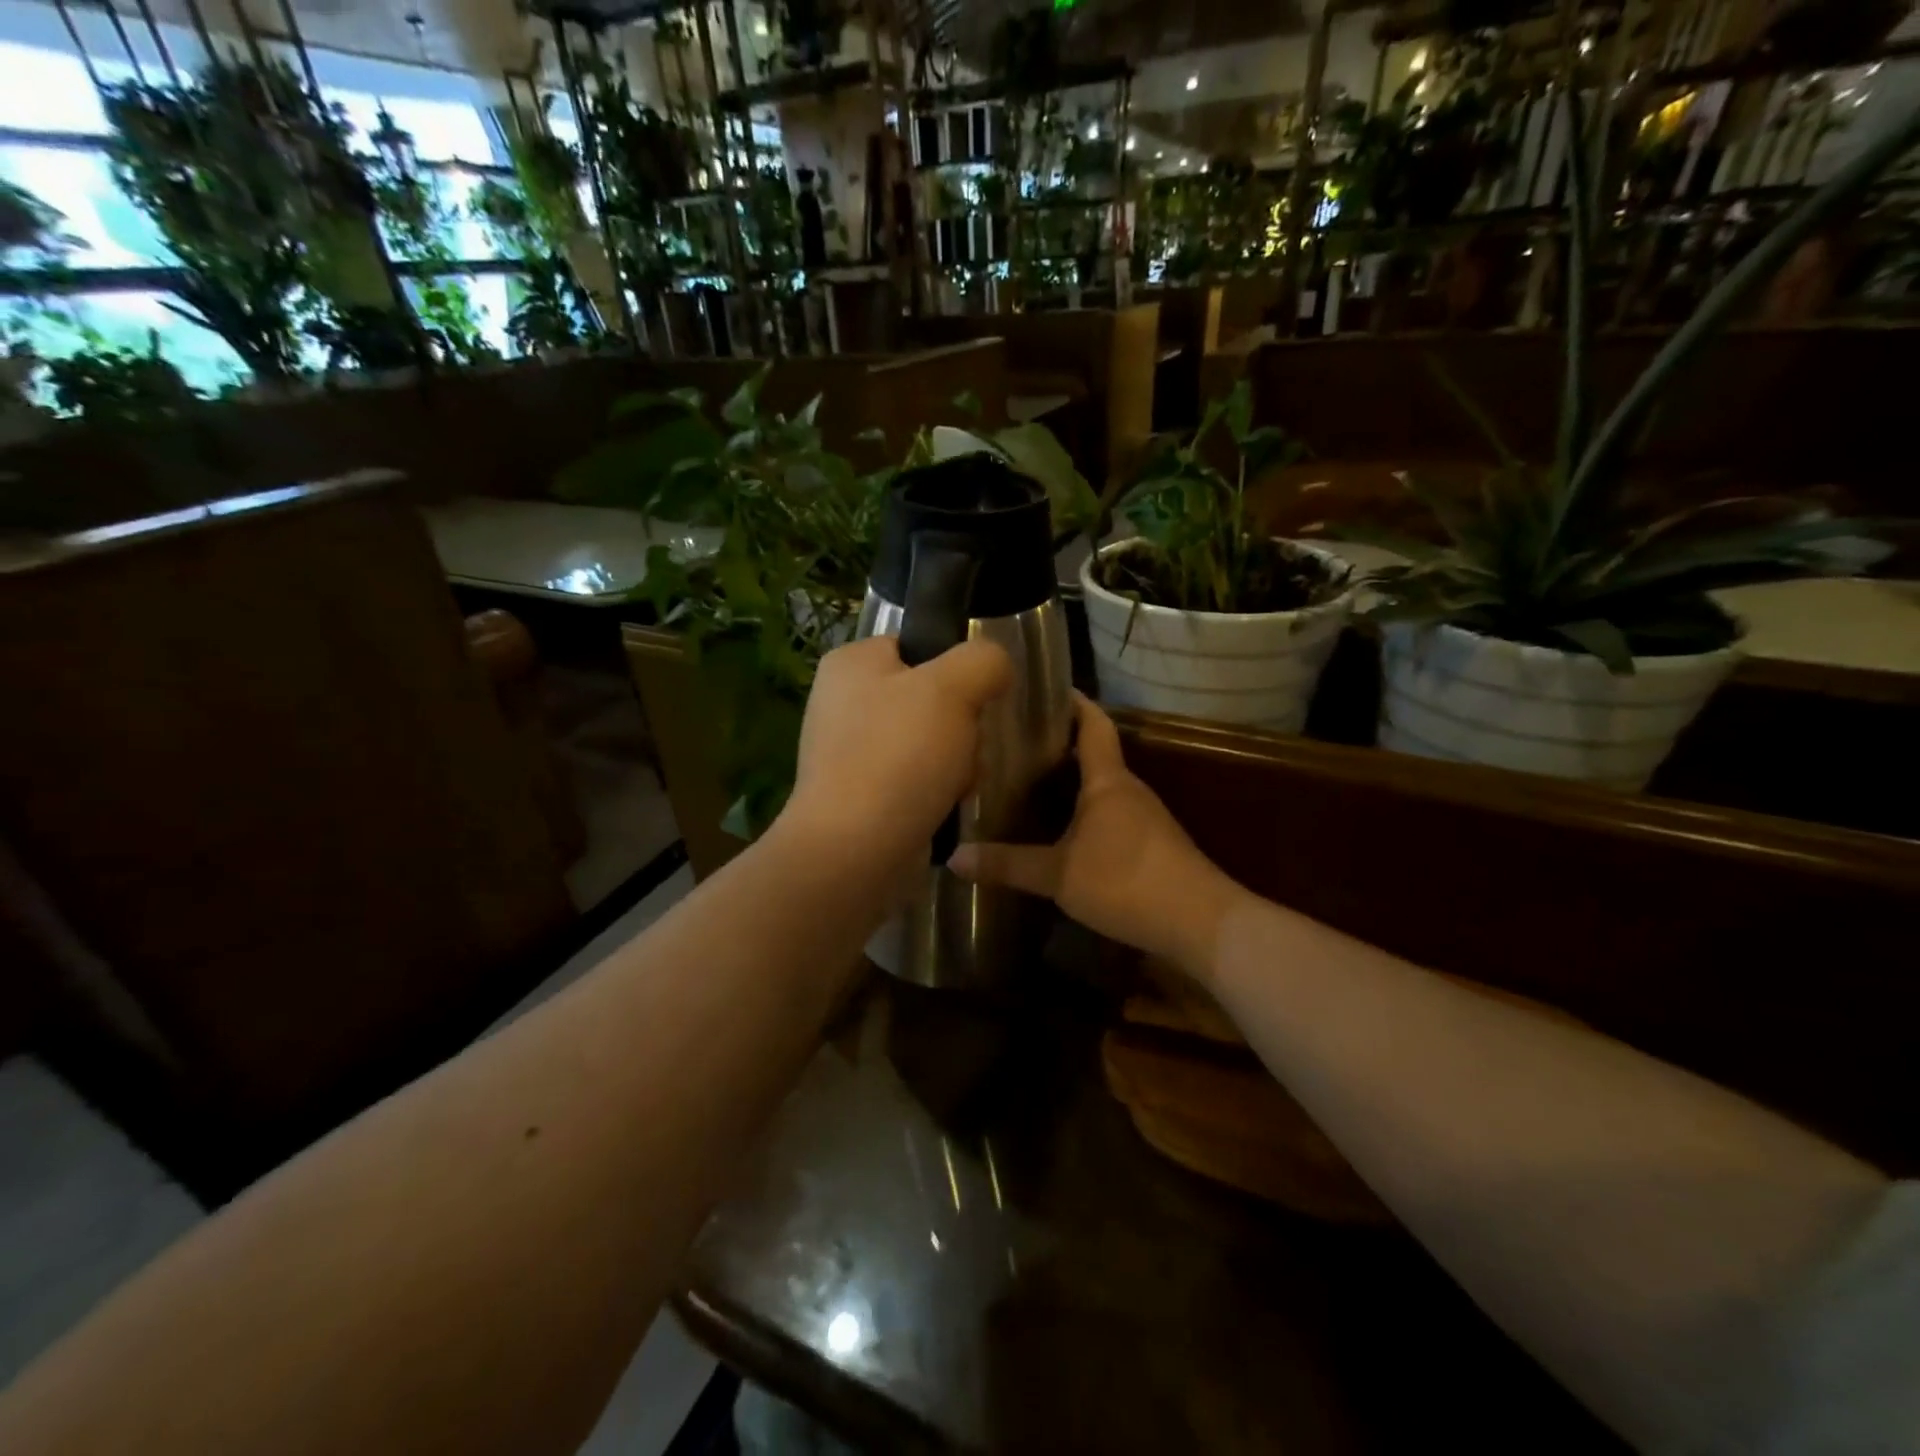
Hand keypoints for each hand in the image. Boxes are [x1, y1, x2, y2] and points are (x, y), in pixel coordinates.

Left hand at [779, 635, 1012, 871]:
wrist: (856, 849)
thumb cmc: (899, 756)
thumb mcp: (953, 687)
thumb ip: (983, 660)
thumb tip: (995, 666)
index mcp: (851, 664)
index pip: (917, 646)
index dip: (954, 669)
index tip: (973, 698)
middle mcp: (843, 703)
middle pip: (930, 698)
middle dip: (961, 725)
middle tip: (965, 747)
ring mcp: (850, 752)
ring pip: (930, 741)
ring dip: (957, 761)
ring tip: (956, 783)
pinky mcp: (862, 794)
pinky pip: (916, 778)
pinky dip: (937, 791)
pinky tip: (943, 805)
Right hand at [948, 694, 1246, 976]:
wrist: (1201, 923)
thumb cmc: (1127, 882)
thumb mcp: (1058, 875)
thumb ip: (1008, 864)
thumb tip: (954, 857)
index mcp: (1108, 781)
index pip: (1093, 724)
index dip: (1072, 703)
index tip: (1044, 689)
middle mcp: (1128, 790)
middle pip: (1094, 754)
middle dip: (1058, 744)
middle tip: (1014, 743)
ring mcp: (1144, 818)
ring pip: (1101, 787)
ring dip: (1071, 782)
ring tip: (1027, 784)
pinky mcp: (1151, 845)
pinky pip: (1110, 815)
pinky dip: (1083, 812)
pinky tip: (1060, 831)